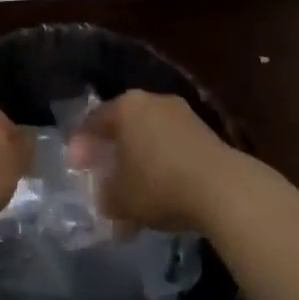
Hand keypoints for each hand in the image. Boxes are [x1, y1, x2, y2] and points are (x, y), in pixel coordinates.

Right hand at [68, 89, 238, 232]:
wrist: (223, 189)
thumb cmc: (159, 184)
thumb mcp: (119, 197)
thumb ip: (105, 195)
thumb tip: (105, 197)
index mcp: (127, 106)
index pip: (95, 120)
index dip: (81, 144)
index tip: (75, 167)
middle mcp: (154, 101)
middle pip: (124, 126)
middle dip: (112, 153)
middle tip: (102, 176)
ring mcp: (184, 116)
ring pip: (150, 138)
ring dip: (139, 163)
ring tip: (133, 193)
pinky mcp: (207, 135)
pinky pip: (173, 149)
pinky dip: (163, 168)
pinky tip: (162, 194)